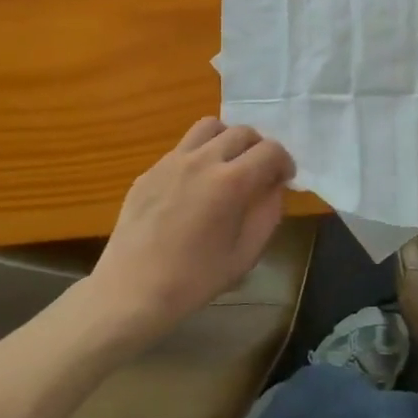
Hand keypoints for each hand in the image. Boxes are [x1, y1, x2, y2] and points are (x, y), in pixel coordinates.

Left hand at [82, 119, 294, 352]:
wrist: (132, 290)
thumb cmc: (195, 279)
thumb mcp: (246, 254)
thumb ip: (268, 213)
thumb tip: (274, 187)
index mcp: (231, 182)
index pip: (271, 150)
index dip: (284, 162)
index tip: (284, 179)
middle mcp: (202, 160)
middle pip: (242, 132)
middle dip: (259, 148)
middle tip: (259, 173)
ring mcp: (172, 161)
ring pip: (209, 127)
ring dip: (227, 139)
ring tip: (228, 165)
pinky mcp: (150, 170)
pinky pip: (183, 148)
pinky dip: (199, 155)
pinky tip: (195, 186)